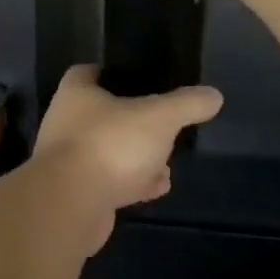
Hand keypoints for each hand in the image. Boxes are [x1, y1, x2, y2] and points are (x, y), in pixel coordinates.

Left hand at [33, 66, 222, 234]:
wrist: (71, 206)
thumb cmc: (110, 145)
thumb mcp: (159, 117)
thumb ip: (187, 104)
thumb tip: (214, 95)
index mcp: (76, 93)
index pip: (88, 72)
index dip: (112, 73)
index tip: (140, 80)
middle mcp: (65, 123)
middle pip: (102, 115)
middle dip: (133, 123)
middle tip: (162, 127)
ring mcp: (67, 161)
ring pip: (107, 151)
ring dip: (136, 158)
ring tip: (166, 164)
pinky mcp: (74, 194)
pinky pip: (107, 182)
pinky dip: (131, 184)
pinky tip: (156, 189)